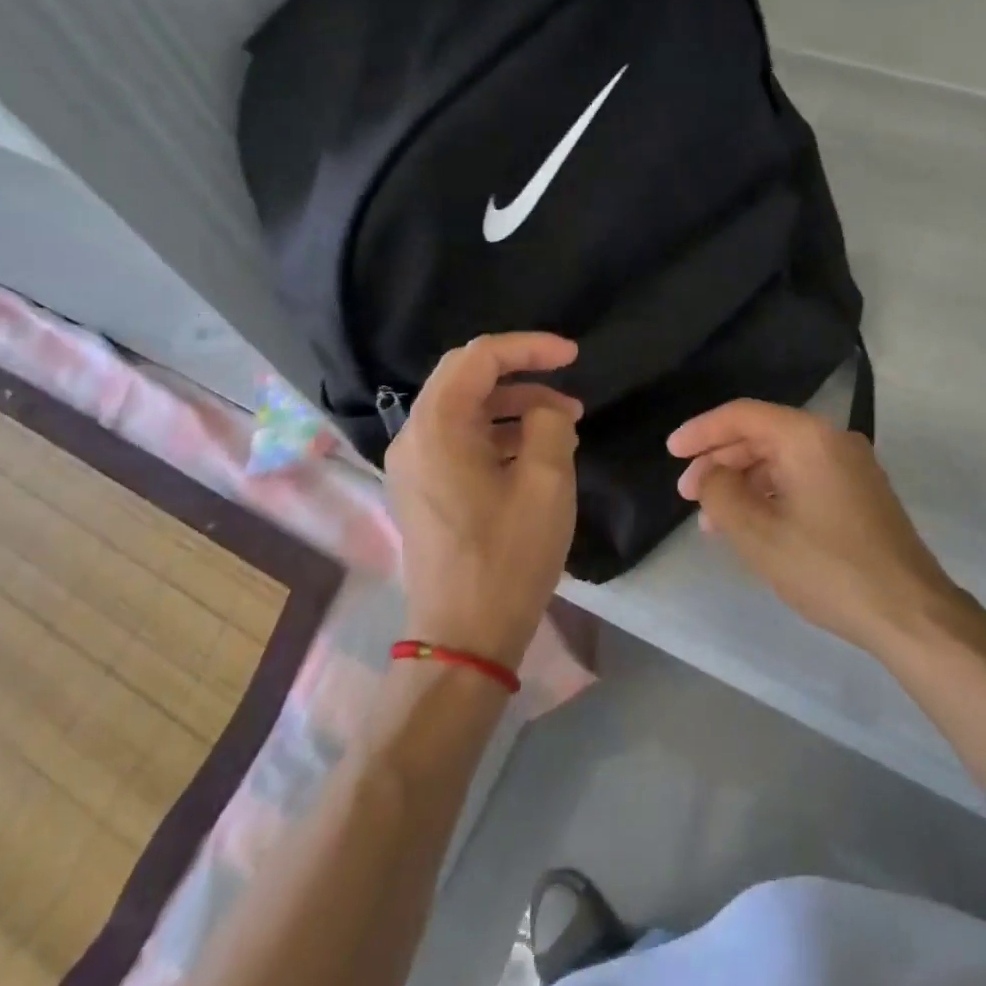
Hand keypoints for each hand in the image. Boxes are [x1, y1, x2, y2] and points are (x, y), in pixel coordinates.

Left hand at [385, 334, 582, 669]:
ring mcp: (412, 465)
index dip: (529, 347)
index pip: (479, 357)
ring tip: (564, 422)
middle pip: (465, 377)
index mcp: (437, 426)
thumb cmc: (507, 557)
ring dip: (513, 405)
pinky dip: (496, 433)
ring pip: (464, 409)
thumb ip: (549, 424)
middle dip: (521, 373)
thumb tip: (544, 410)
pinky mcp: (421, 489)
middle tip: (567, 383)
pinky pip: (458, 440)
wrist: (463, 638)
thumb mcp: (546, 482)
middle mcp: (413, 436)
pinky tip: (534, 452)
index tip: (573, 356)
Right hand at [667, 400, 969, 658]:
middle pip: (762, 435)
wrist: (910, 612)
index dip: (701, 431)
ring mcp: (850, 466)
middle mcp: (832, 439)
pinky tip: (752, 524)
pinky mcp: (859, 493)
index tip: (671, 453)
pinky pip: (802, 478)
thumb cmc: (828, 568)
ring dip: (743, 482)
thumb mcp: (758, 534)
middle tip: (688, 494)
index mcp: (807, 437)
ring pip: (781, 459)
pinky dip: (771, 494)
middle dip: (720, 461)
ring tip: (713, 520)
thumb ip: (721, 494)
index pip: (742, 416)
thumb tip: (711, 476)